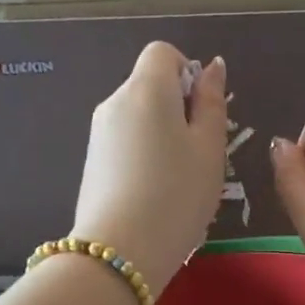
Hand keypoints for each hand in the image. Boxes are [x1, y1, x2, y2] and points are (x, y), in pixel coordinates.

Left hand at [72, 40, 227, 292]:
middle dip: (177, 109)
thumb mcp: (209, 149)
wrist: (120, 251)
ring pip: (138, 119)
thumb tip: (211, 68)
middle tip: (198, 155)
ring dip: (161, 137)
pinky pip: (124, 145)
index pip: (163, 52)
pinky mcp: (91, 163)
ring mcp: (98, 134)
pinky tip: (154, 195)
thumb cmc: (177, 195)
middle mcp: (115, 102)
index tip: (202, 113)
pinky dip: (143, 158)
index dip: (187, 73)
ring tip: (177, 182)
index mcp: (147, 89)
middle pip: (149, 86)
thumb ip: (212, 103)